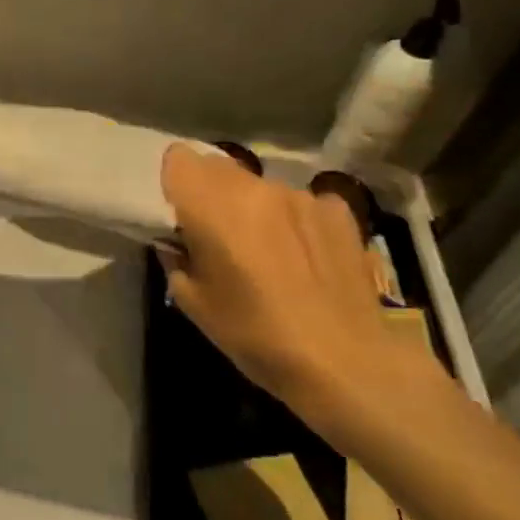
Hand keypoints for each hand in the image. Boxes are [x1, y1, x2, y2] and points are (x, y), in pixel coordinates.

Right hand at [158, 145, 440, 421]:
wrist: (344, 362)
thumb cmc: (253, 334)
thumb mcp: (192, 302)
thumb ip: (176, 258)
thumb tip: (178, 242)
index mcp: (211, 204)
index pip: (178, 157)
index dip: (174, 182)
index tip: (179, 213)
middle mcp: (255, 186)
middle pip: (219, 167)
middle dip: (211, 194)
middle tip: (219, 236)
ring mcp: (301, 194)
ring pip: (261, 186)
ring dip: (255, 209)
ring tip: (268, 253)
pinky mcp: (338, 210)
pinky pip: (302, 203)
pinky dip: (296, 222)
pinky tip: (306, 258)